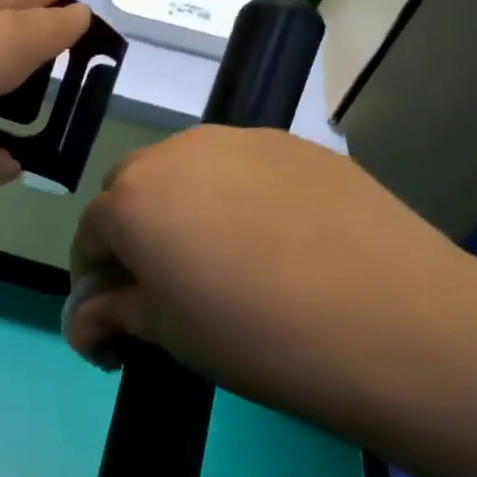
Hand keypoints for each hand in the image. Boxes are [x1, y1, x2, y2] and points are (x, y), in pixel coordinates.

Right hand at [65, 126, 476, 431]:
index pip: (89, 236)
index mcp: (130, 199)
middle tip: (165, 288)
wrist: (390, 322)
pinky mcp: (297, 146)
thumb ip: (113, 314)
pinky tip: (273, 243)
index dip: (95, 281)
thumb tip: (86, 319)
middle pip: (131, 192)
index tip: (115, 321)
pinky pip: (241, 169)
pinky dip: (235, 199)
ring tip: (223, 262)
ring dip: (182, 211)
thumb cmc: (253, 336)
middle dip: (133, 236)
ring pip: (186, 173)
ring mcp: (241, 140)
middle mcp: (176, 153)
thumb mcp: (166, 335)